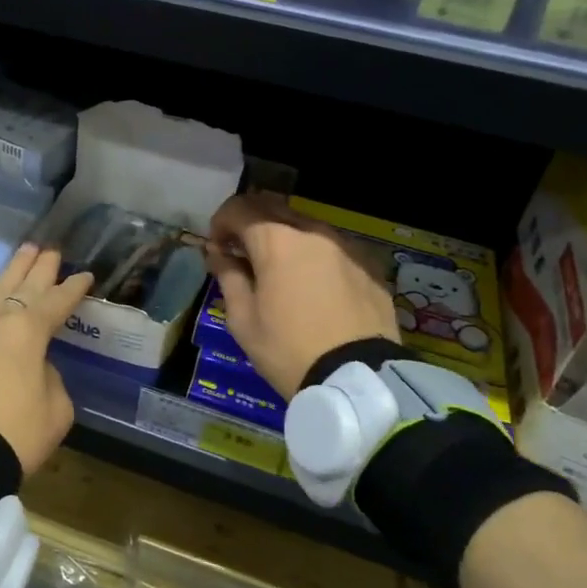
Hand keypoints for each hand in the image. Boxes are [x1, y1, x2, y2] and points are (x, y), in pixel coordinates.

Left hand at [0, 244, 94, 474]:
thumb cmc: (14, 434)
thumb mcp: (56, 410)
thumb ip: (50, 379)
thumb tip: (35, 368)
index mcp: (27, 331)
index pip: (56, 301)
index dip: (73, 288)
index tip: (85, 276)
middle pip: (21, 286)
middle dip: (38, 267)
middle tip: (49, 250)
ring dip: (10, 275)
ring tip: (22, 257)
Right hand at [206, 192, 400, 396]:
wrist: (357, 379)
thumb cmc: (288, 350)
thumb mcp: (243, 320)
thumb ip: (228, 276)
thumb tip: (219, 254)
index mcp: (276, 240)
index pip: (238, 209)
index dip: (220, 223)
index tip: (217, 247)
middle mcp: (312, 231)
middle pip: (273, 207)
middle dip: (251, 222)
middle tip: (242, 251)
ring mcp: (345, 245)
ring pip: (305, 225)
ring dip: (284, 236)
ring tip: (278, 268)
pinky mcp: (369, 264)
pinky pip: (333, 246)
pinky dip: (314, 254)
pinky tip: (313, 283)